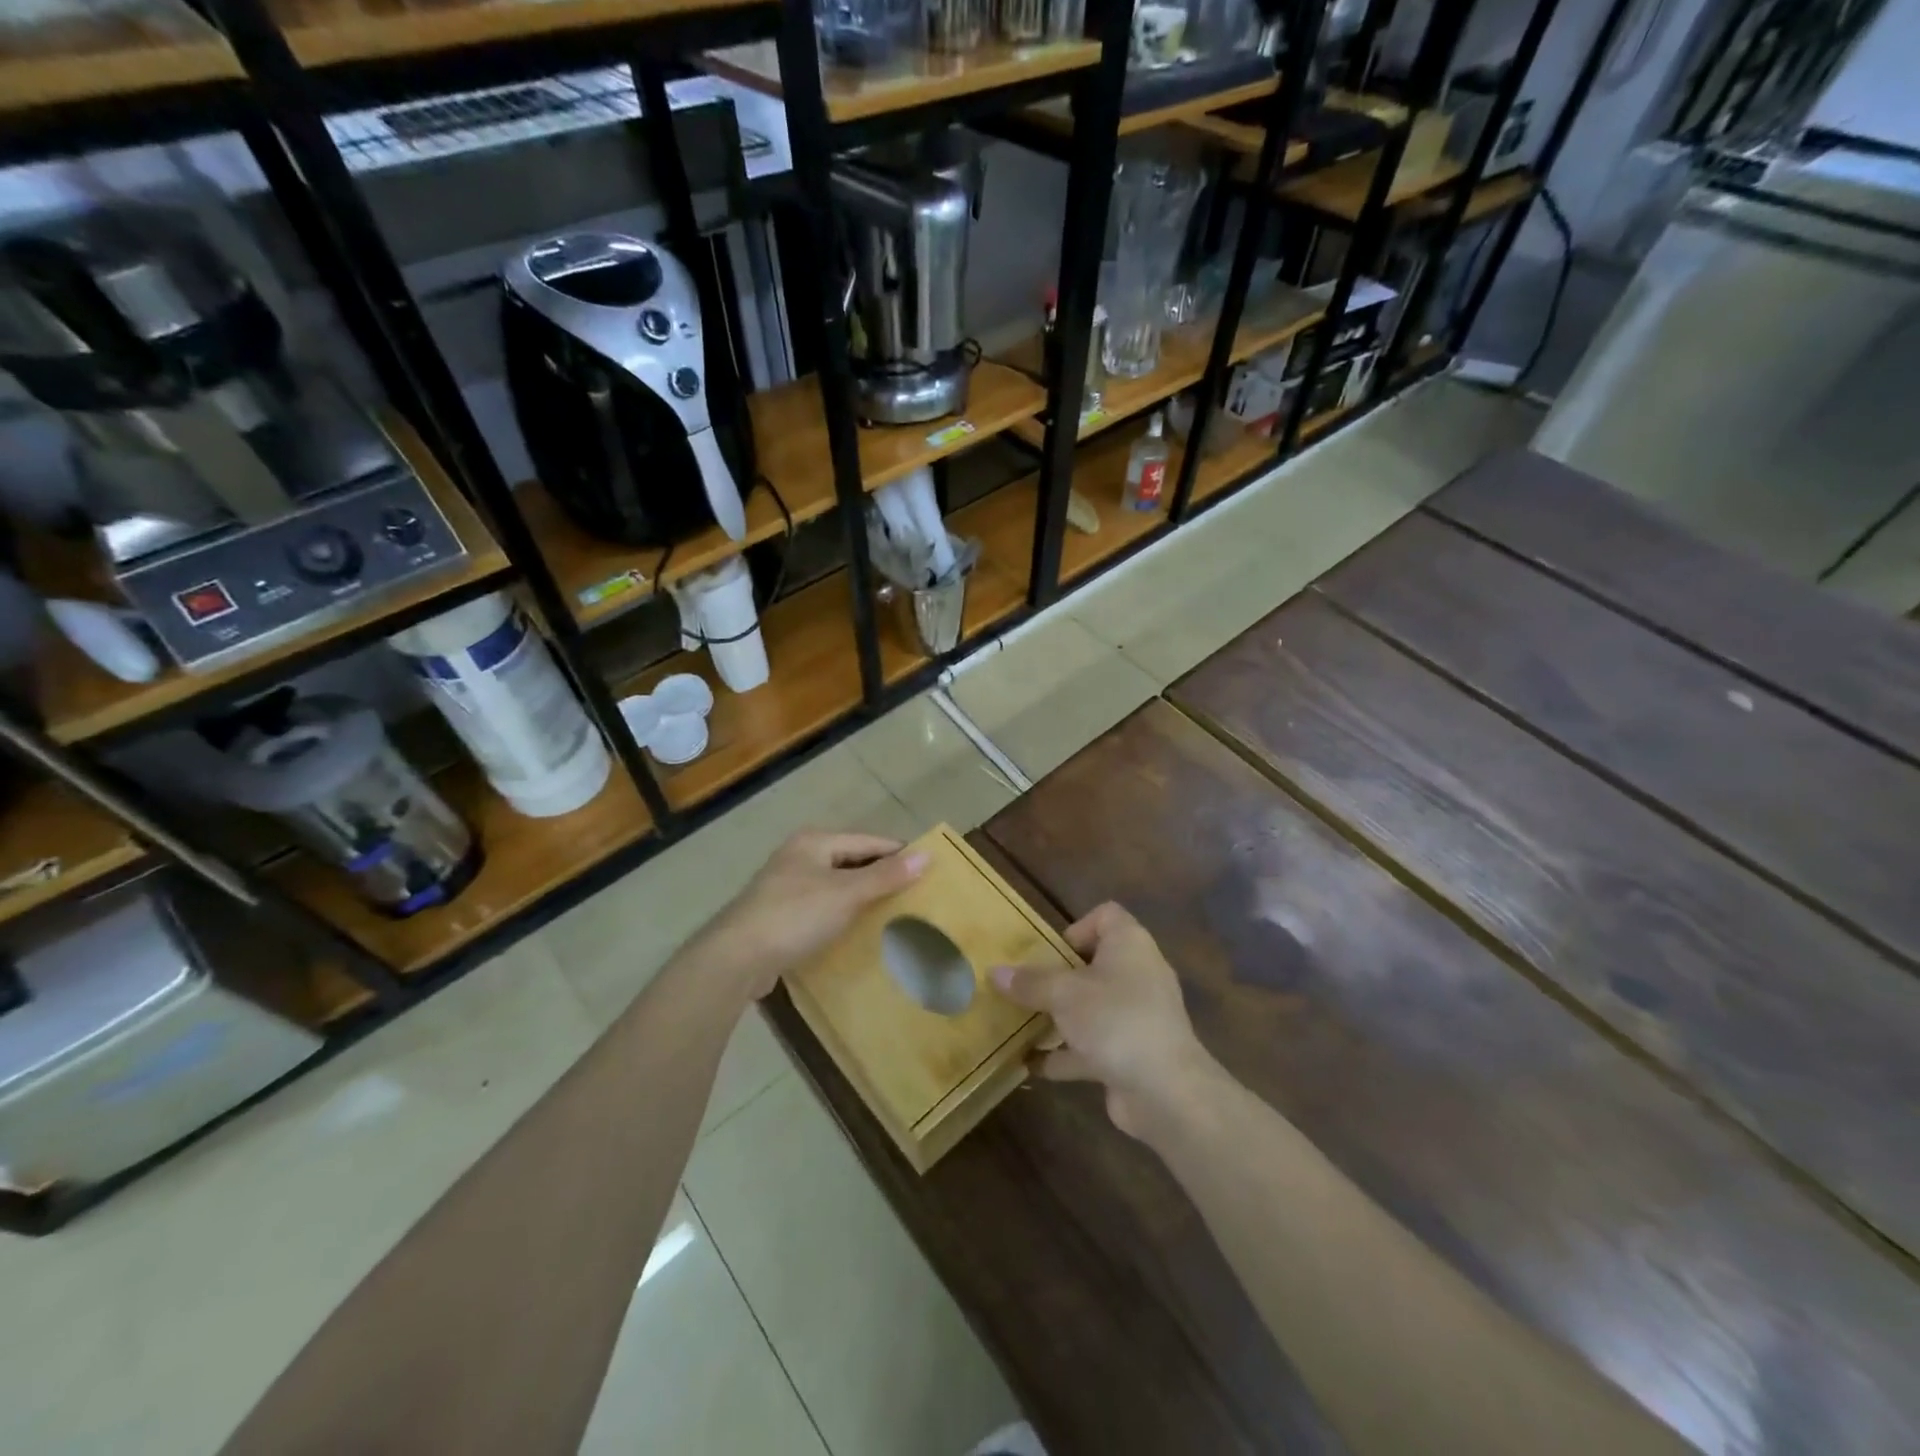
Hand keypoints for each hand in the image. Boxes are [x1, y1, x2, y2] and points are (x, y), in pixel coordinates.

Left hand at [694, 831, 928, 1001]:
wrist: (736, 957)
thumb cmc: (795, 915)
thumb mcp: (847, 893)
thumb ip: (886, 875)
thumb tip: (927, 855)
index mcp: (815, 841)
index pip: (868, 841)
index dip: (898, 854)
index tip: (929, 870)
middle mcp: (799, 856)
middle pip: (851, 860)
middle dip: (881, 875)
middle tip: (915, 894)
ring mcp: (786, 885)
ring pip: (836, 884)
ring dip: (861, 896)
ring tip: (893, 912)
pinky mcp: (779, 914)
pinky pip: (822, 906)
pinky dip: (842, 913)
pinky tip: (856, 929)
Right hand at [993, 902, 1216, 1138]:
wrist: (1166, 1090)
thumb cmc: (1115, 1020)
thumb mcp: (1064, 994)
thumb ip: (1030, 982)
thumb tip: (994, 972)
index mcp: (1129, 945)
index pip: (1106, 915)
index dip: (1076, 927)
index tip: (1050, 951)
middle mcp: (1138, 974)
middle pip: (1094, 963)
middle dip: (1058, 976)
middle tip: (1026, 986)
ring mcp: (1138, 1016)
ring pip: (1092, 1007)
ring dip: (1059, 1016)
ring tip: (1021, 1023)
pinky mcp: (1133, 1053)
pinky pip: (1093, 1045)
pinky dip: (1066, 1053)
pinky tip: (1032, 1064)